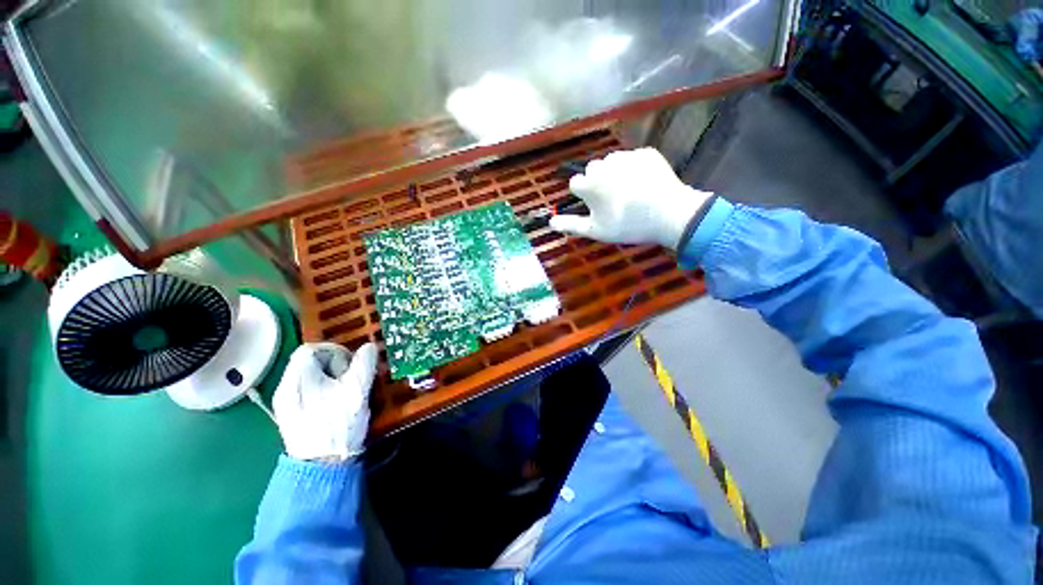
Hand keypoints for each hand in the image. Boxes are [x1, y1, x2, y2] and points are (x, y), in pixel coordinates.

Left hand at [272, 342, 377, 462]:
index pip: (310, 349)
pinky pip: (307, 391)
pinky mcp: (291, 415)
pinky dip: (323, 390)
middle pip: (308, 362)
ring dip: (330, 377)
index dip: (333, 350)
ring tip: (346, 391)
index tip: (350, 363)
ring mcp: (286, 403)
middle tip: (350, 378)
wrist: (321, 467)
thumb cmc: (338, 425)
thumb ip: (364, 364)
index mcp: (297, 379)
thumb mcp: (357, 391)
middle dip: (334, 365)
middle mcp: (285, 388)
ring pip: (309, 377)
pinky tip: (335, 403)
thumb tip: (369, 346)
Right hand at [549, 148, 712, 248]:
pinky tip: (645, 184)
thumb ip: (571, 225)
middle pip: (593, 169)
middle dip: (598, 181)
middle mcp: (604, 165)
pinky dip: (635, 168)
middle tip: (612, 199)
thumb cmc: (626, 225)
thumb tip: (550, 223)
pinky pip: (633, 158)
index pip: (576, 183)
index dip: (584, 195)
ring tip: (630, 191)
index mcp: (589, 184)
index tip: (595, 206)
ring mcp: (626, 156)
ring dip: (614, 173)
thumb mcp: (595, 231)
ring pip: (612, 162)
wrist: (669, 214)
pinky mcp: (646, 153)